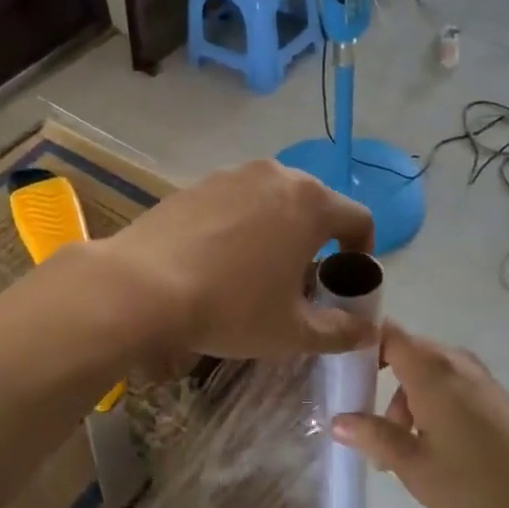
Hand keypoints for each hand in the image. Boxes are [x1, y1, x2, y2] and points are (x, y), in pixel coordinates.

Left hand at [95, 160, 375, 359]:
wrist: (141, 287)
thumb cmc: (230, 307)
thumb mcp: (292, 331)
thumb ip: (340, 331)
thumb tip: (367, 330)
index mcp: (311, 203)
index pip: (358, 219)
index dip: (362, 252)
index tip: (346, 282)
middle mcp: (276, 176)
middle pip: (316, 205)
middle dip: (319, 241)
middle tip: (303, 281)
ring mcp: (232, 175)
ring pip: (273, 201)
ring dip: (279, 230)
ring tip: (258, 271)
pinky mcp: (196, 184)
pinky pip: (236, 202)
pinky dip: (241, 225)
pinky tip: (219, 261)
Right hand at [331, 323, 508, 507]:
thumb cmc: (474, 481)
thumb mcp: (413, 465)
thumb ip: (373, 436)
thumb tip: (338, 420)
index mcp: (431, 369)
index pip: (386, 332)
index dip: (359, 343)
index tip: (339, 370)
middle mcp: (453, 361)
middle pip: (404, 353)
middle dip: (379, 384)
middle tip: (368, 426)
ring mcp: (476, 375)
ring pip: (425, 372)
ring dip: (404, 401)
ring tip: (400, 450)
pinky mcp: (490, 392)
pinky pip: (447, 383)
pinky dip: (428, 404)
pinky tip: (431, 446)